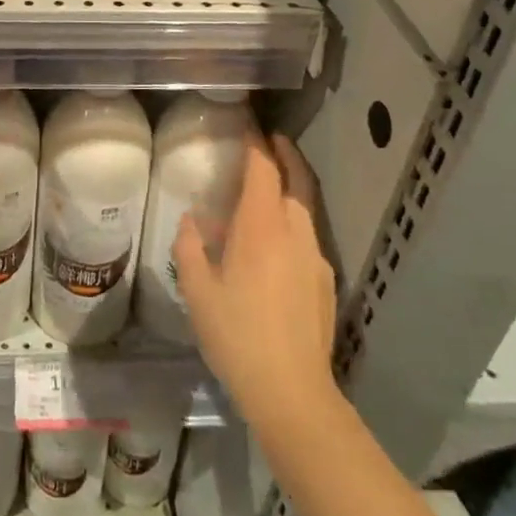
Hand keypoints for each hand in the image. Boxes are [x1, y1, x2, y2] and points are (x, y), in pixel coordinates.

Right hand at [175, 133, 337, 438]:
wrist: (292, 391)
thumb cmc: (236, 335)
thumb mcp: (197, 290)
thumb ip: (190, 247)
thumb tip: (193, 221)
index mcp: (261, 226)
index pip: (263, 168)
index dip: (256, 142)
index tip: (248, 124)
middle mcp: (294, 231)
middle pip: (296, 179)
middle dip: (285, 154)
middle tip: (270, 139)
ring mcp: (315, 256)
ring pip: (305, 208)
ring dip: (290, 187)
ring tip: (269, 187)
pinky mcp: (325, 281)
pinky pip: (308, 236)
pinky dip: (293, 221)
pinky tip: (275, 243)